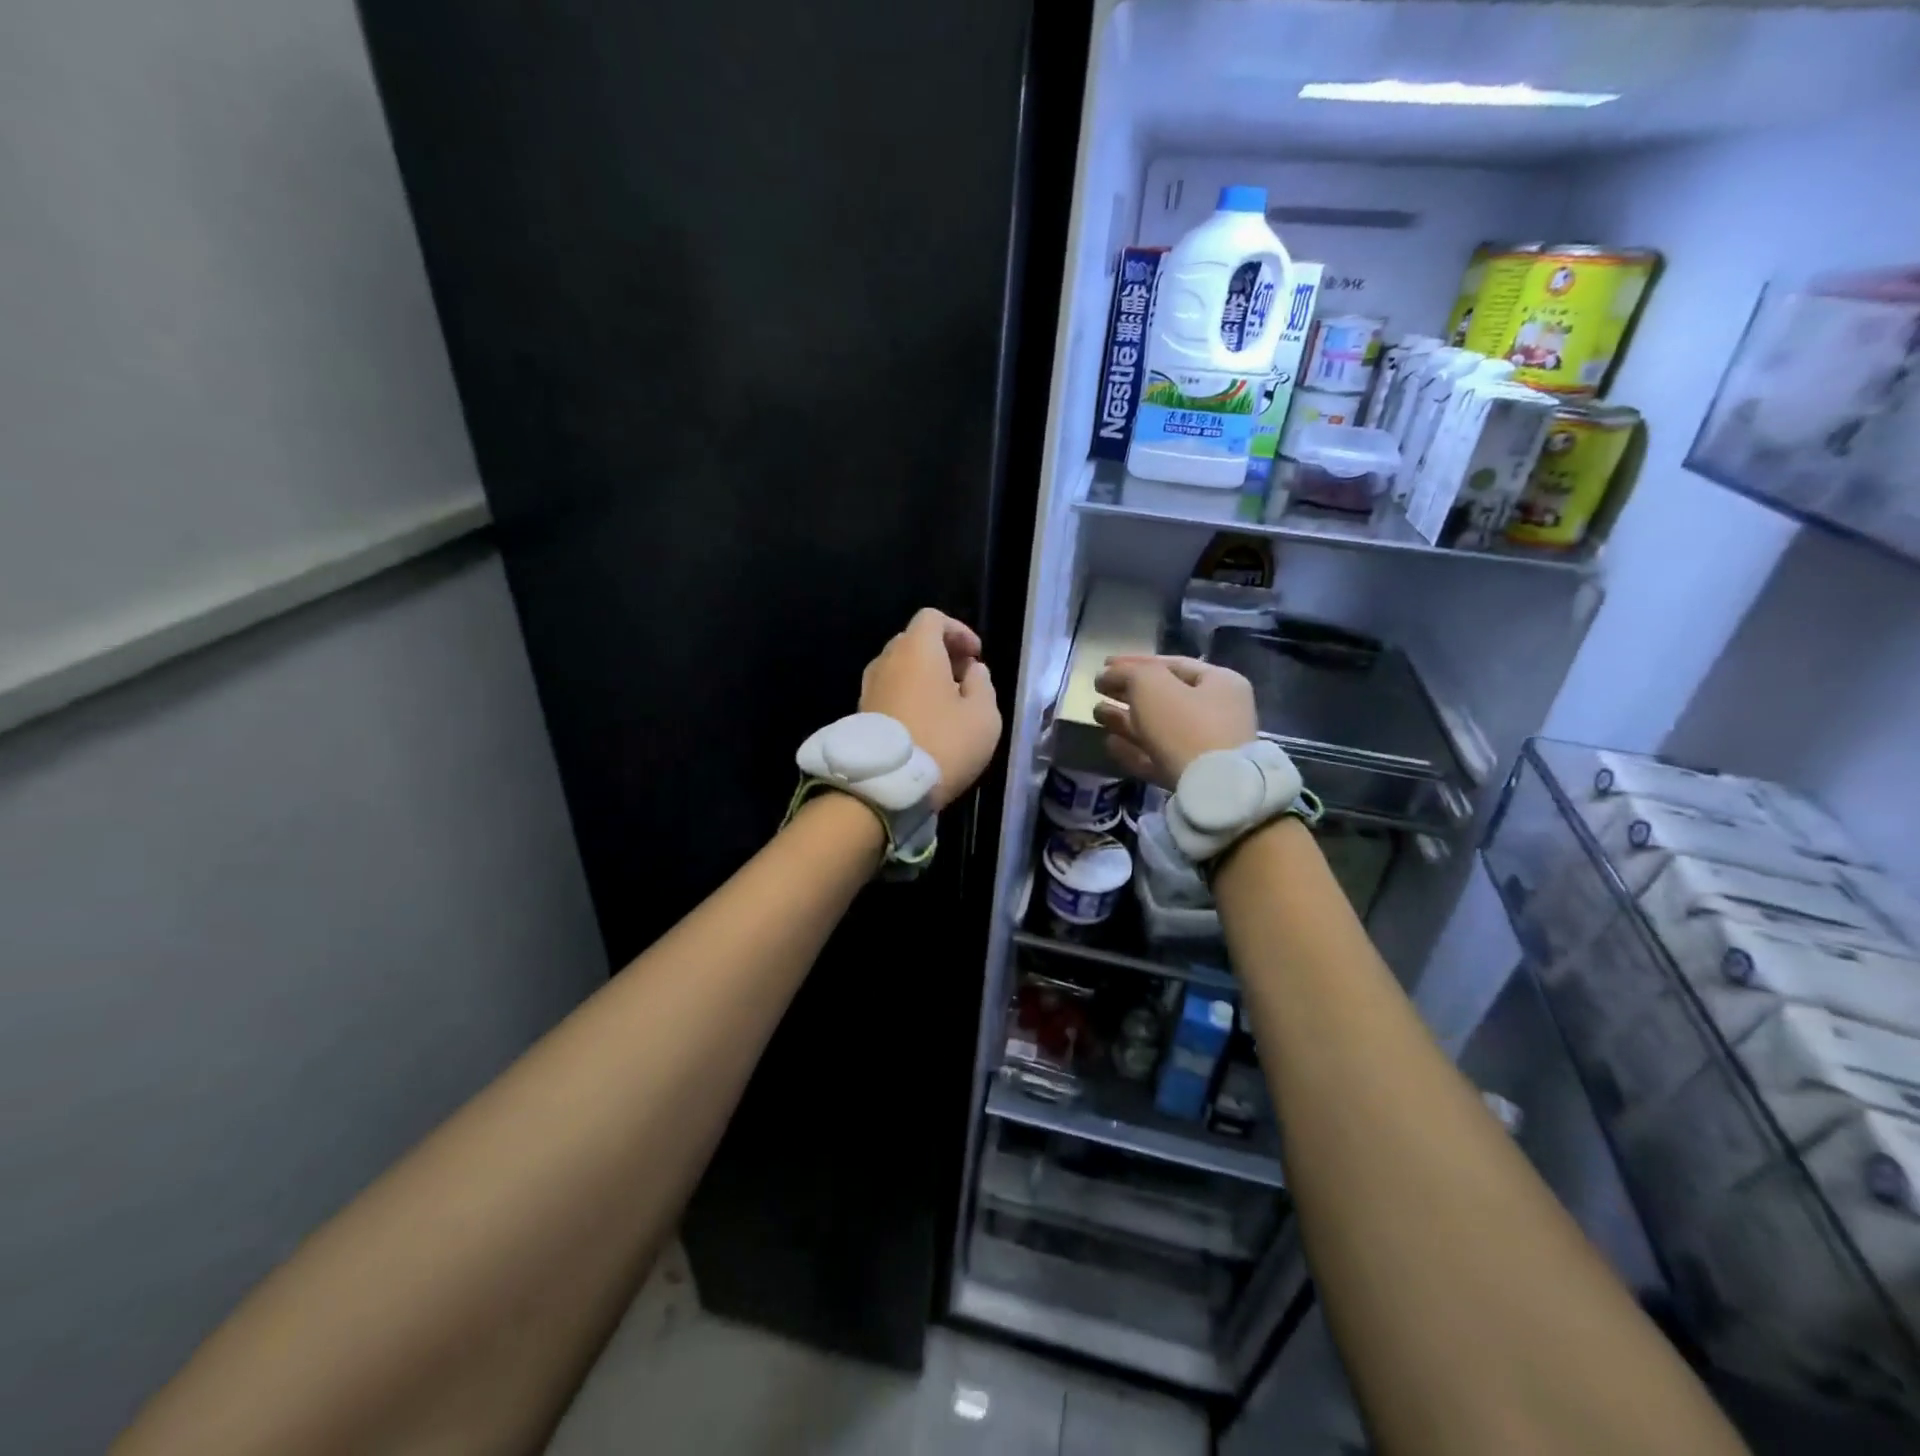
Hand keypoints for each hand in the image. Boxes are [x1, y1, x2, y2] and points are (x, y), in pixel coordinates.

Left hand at [860, 609, 1002, 810]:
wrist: (885, 787)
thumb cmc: (943, 744)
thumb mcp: (983, 716)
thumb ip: (983, 684)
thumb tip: (972, 671)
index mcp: (917, 650)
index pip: (933, 619)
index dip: (958, 631)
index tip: (976, 656)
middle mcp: (887, 661)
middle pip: (914, 642)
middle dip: (941, 653)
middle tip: (964, 679)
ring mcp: (869, 687)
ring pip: (899, 668)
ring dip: (923, 677)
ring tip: (946, 704)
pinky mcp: (861, 714)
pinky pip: (889, 691)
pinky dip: (908, 695)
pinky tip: (925, 722)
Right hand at [1092, 656, 1258, 788]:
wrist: (1212, 790)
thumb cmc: (1185, 725)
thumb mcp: (1151, 685)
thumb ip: (1127, 673)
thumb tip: (1107, 674)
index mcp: (1219, 682)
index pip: (1171, 664)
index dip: (1135, 662)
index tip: (1104, 666)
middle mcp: (1218, 712)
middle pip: (1164, 697)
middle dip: (1128, 693)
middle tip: (1098, 690)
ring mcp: (1206, 747)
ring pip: (1158, 728)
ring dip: (1125, 720)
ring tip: (1096, 714)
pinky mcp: (1192, 777)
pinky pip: (1158, 757)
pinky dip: (1134, 749)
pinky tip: (1110, 744)